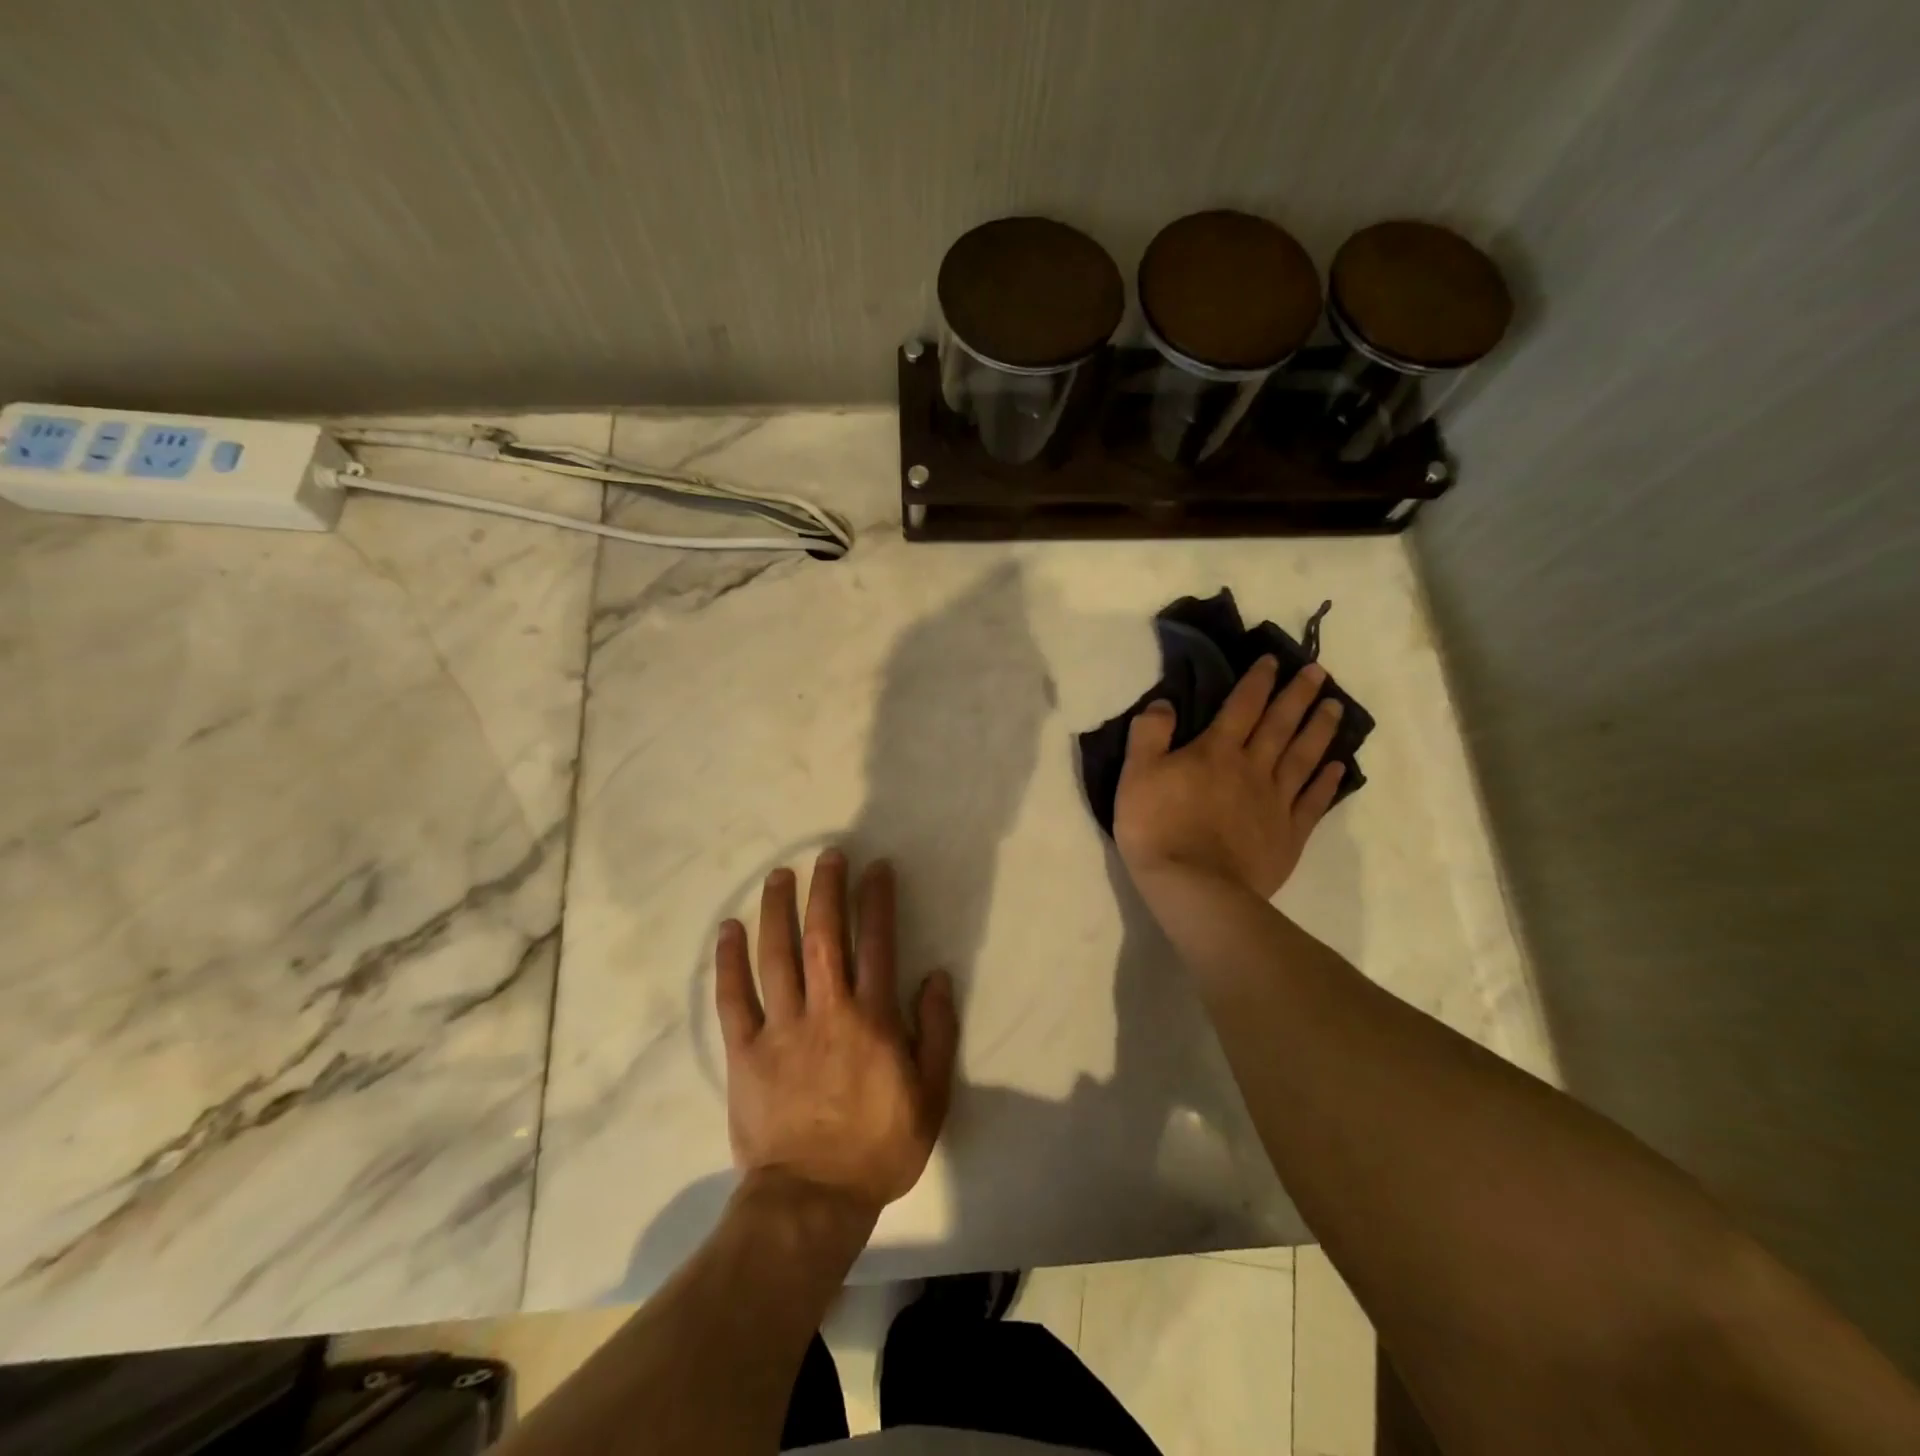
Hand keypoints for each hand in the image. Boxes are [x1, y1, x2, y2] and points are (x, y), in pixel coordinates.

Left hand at [715, 850, 958, 1220]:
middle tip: (828, 855)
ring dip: (778, 911)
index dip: (877, 900)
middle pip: (825, 936)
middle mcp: (827, 1011)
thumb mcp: (931, 1096)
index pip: (877, 943)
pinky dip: (729, 962)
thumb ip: (937, 1033)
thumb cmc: (879, 1147)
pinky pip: (733, 998)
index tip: (876, 868)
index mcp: (872, 1019)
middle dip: (827, 890)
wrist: (812, 1199)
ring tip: (779, 876)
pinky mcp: (745, 1052)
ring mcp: (781, 1028)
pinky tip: (728, 929)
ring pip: (777, 956)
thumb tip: (937, 977)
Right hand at [1114, 656, 1345, 900]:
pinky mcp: (1288, 835)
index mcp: (1216, 751)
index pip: (1241, 706)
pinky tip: (1338, 767)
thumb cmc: (1157, 828)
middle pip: (1280, 725)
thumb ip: (1150, 734)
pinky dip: (1326, 782)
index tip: (1275, 660)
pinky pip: (1312, 802)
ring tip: (1336, 707)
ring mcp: (1275, 802)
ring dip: (1320, 730)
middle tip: (1319, 672)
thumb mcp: (1136, 775)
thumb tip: (1165, 702)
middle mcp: (1253, 768)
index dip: (1258, 681)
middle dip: (1299, 696)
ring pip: (1303, 757)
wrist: (1194, 888)